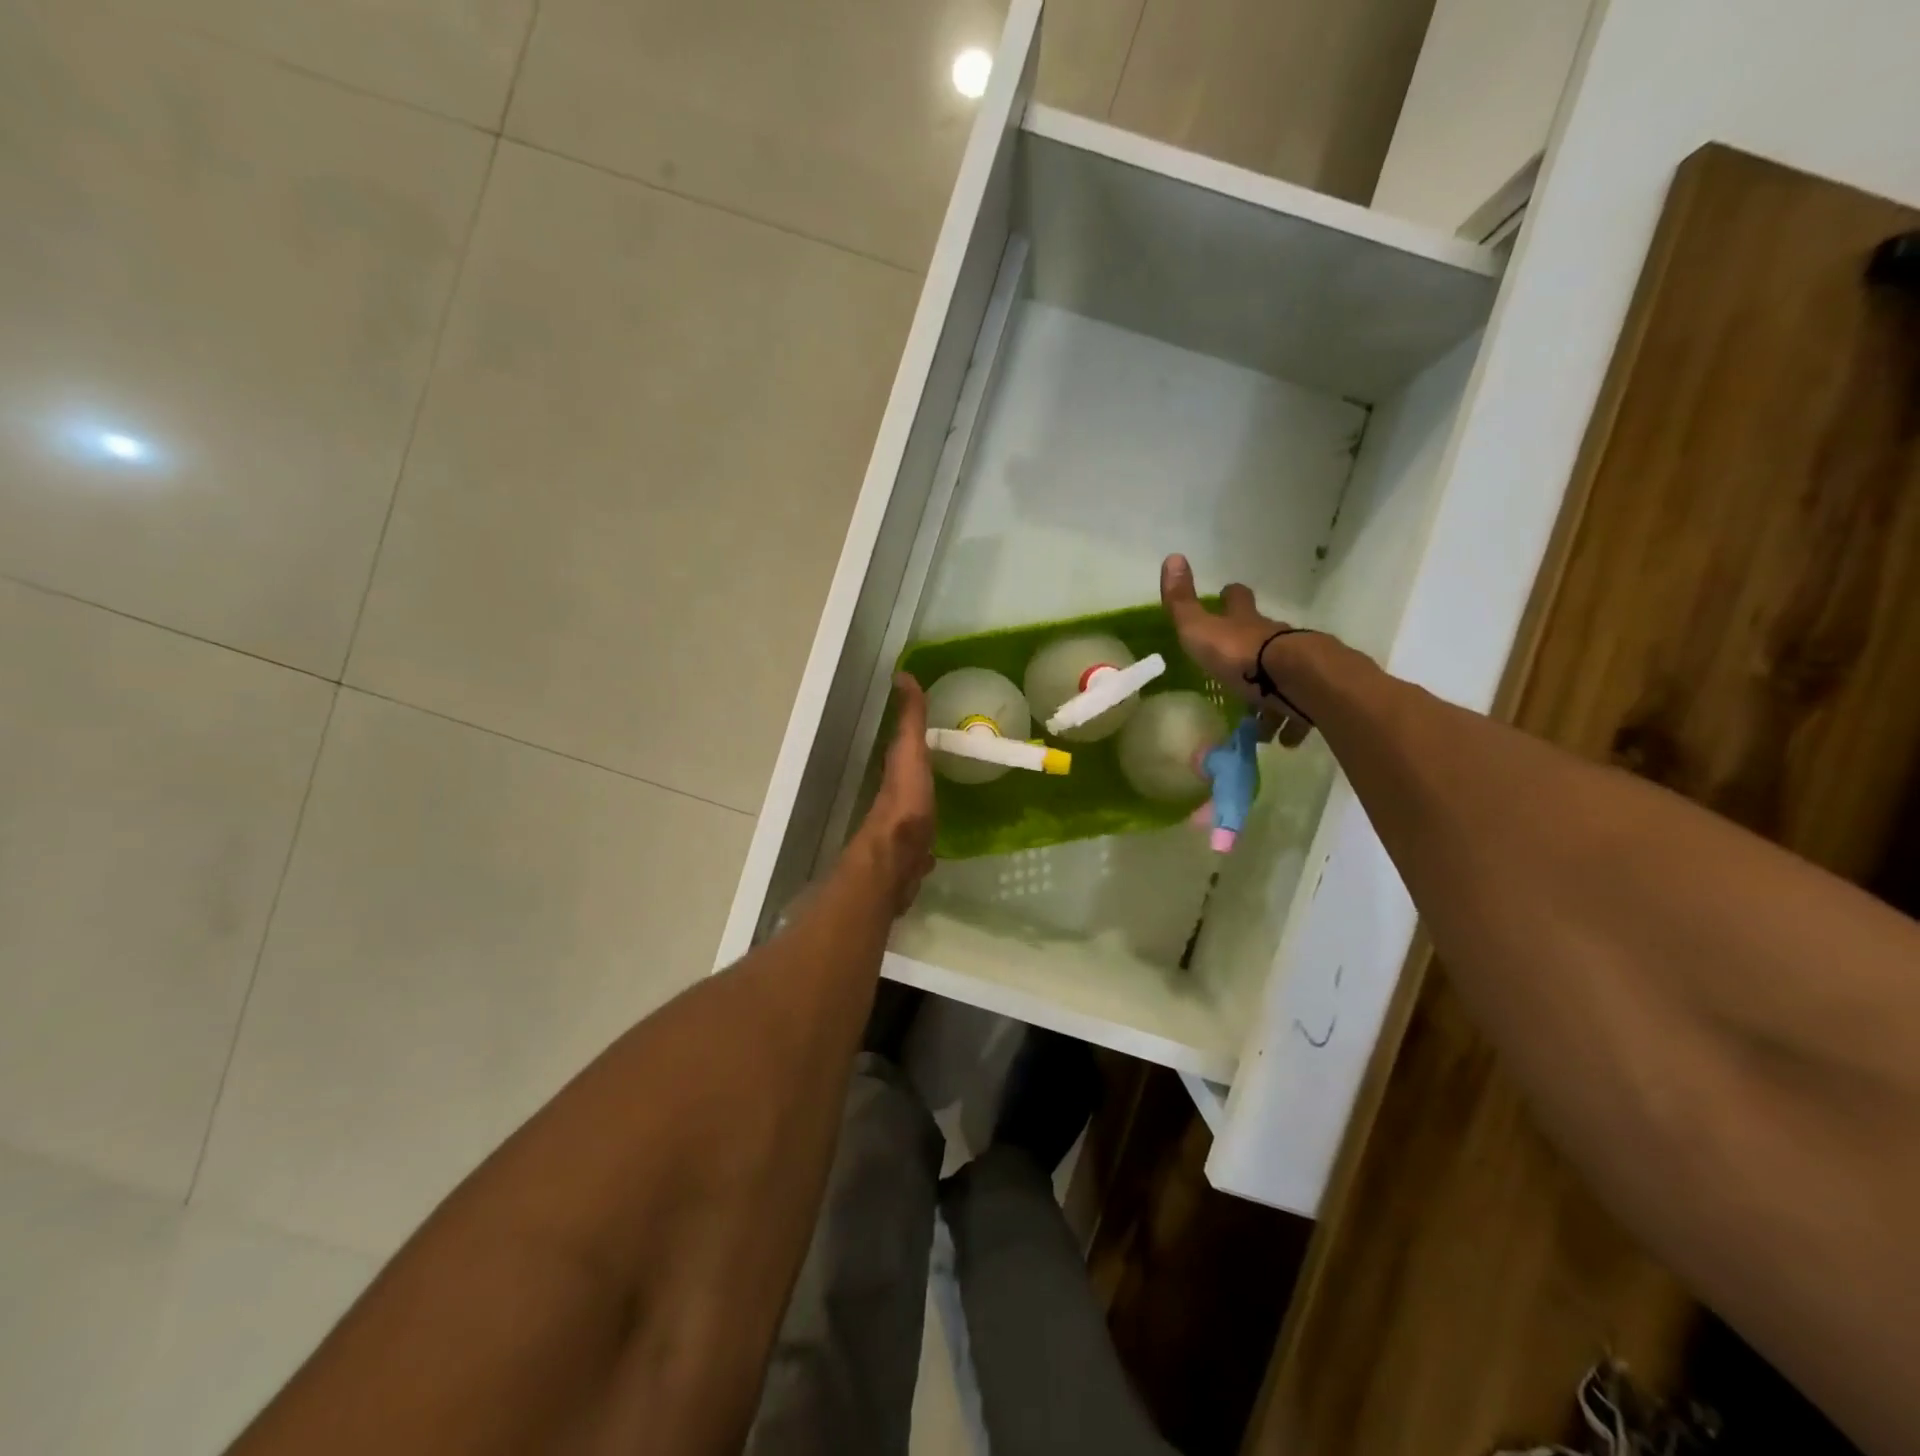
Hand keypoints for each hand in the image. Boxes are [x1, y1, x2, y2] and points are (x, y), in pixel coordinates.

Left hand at [854, 673, 936, 913]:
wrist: (897, 859)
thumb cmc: (906, 802)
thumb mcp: (910, 752)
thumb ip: (910, 718)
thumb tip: (902, 674)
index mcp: (897, 768)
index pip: (905, 742)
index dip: (917, 730)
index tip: (939, 718)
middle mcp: (898, 795)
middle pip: (913, 774)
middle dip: (928, 766)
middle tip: (954, 756)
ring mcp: (906, 825)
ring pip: (919, 805)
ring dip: (930, 798)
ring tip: (953, 792)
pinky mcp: (915, 852)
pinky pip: (926, 837)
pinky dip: (933, 833)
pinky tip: (942, 836)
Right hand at [1160, 553, 1315, 746]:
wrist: (1296, 681)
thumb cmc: (1241, 656)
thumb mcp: (1200, 630)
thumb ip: (1182, 603)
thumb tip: (1172, 556)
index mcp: (1246, 623)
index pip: (1238, 601)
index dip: (1231, 597)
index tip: (1228, 594)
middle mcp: (1275, 638)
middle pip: (1265, 636)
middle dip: (1253, 648)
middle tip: (1239, 670)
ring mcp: (1297, 666)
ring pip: (1282, 678)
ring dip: (1271, 697)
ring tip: (1259, 723)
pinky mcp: (1311, 695)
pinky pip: (1299, 711)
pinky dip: (1291, 723)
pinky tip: (1283, 739)